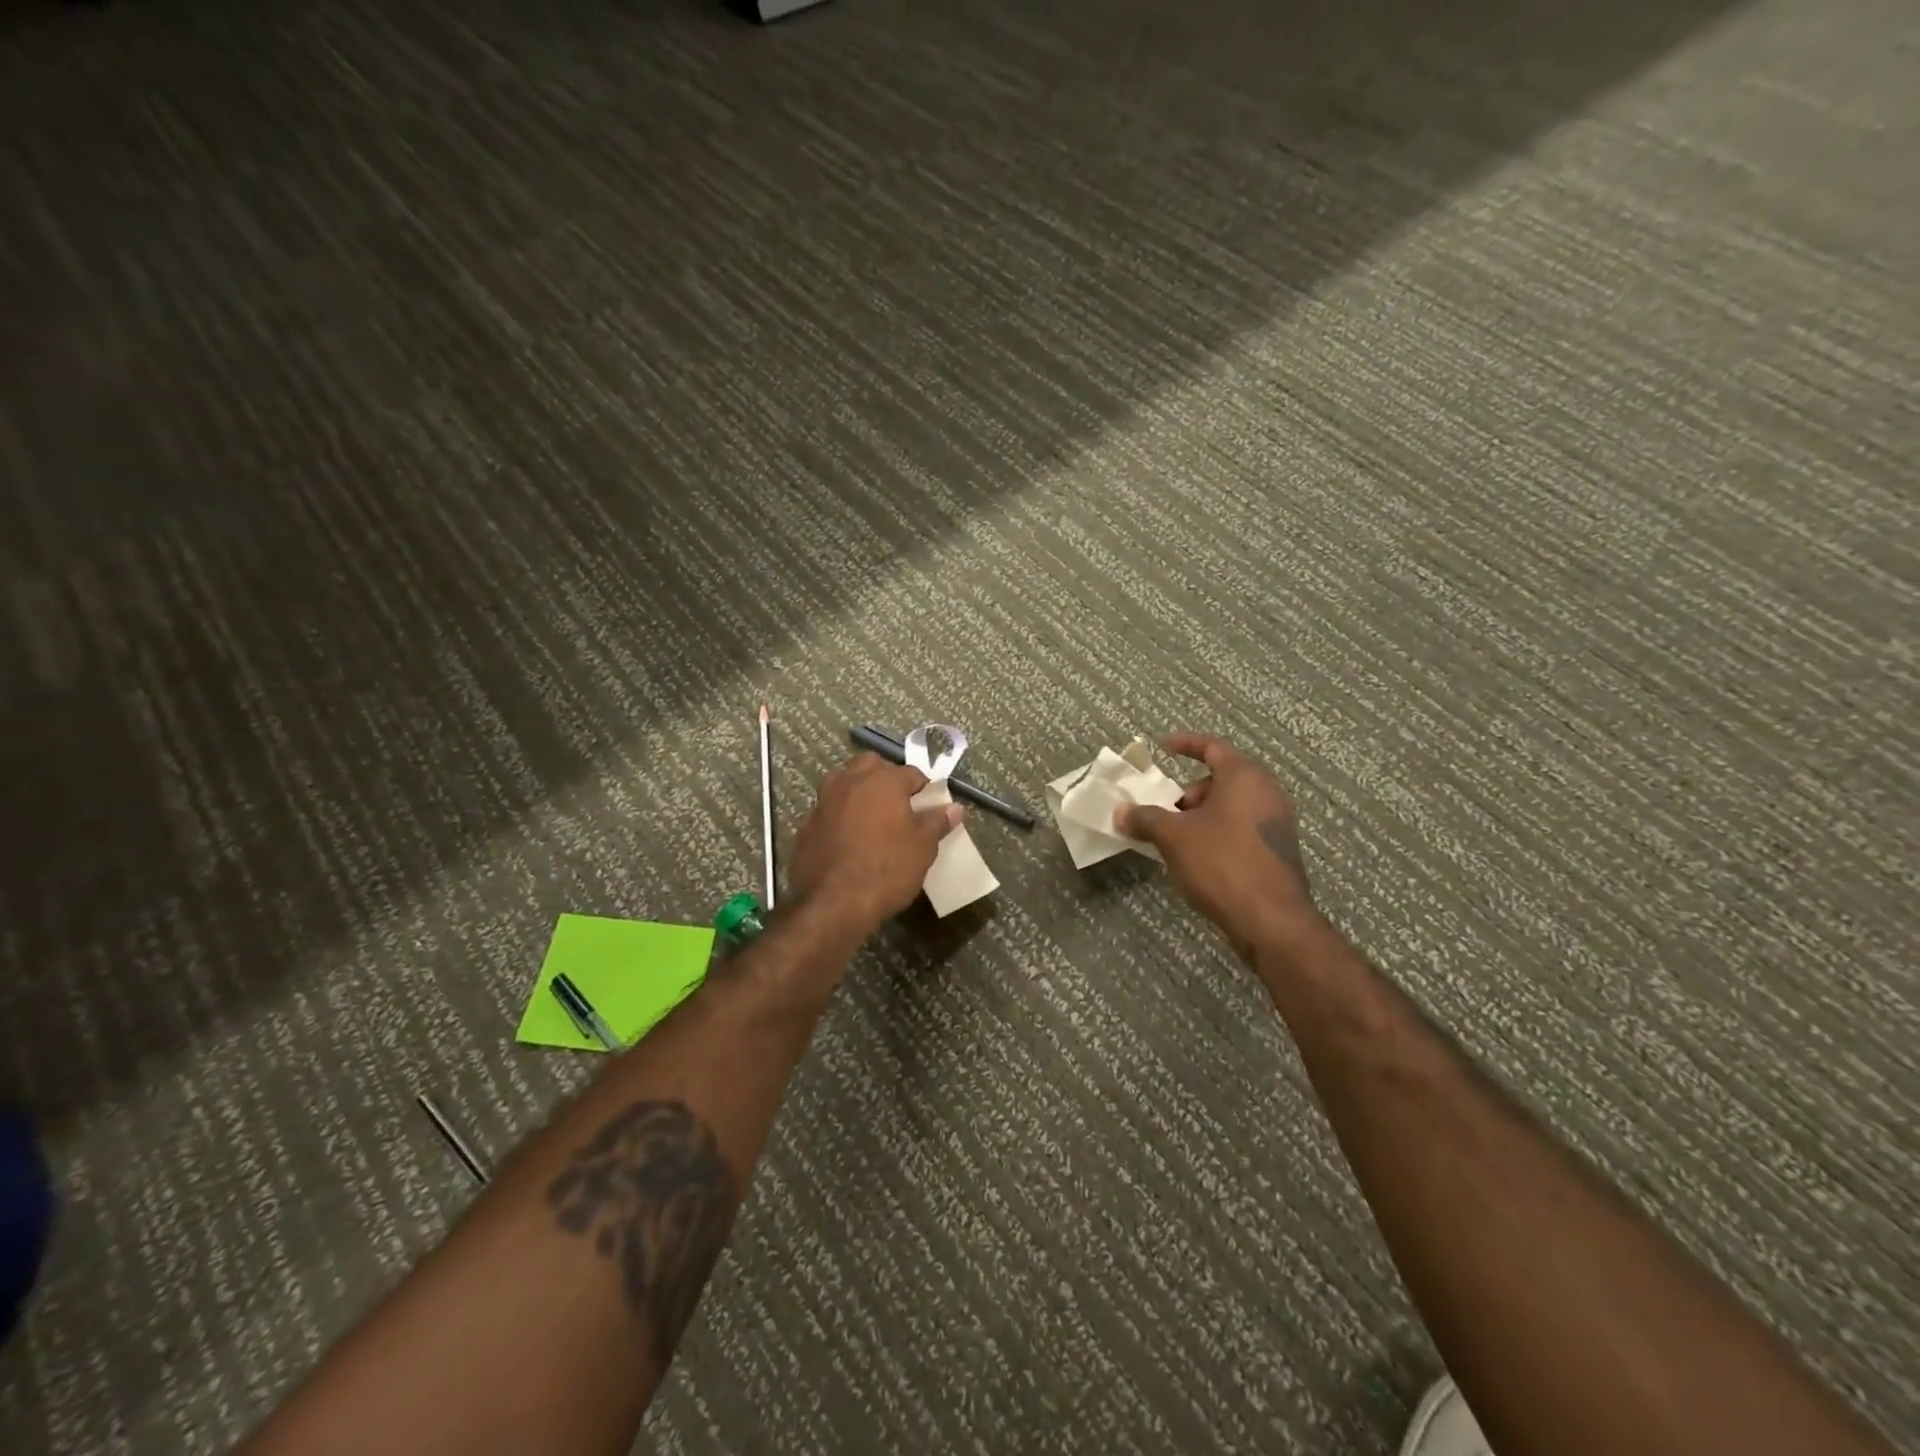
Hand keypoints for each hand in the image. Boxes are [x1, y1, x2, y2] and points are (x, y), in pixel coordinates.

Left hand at [787, 753, 962, 931]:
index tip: (929, 806)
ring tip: (872, 819)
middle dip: (886, 778)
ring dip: (858, 793)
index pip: (911, 773)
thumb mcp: (923, 847)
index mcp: (883, 780)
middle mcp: (850, 781)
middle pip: (871, 766)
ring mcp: (823, 802)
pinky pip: (828, 812)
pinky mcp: (805, 826)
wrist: (833, 904)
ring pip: (843, 784)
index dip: (923, 788)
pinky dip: (839, 818)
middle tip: (899, 805)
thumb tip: (954, 808)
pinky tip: (847, 841)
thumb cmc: (887, 868)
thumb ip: (937, 822)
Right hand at [1115, 733, 1319, 957]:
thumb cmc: (1221, 863)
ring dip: (1201, 815)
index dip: (1186, 744)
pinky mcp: (1278, 850)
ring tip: (1176, 839)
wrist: (1271, 920)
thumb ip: (1145, 818)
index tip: (1163, 747)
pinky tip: (1199, 859)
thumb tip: (1121, 811)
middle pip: (1221, 778)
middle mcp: (1266, 793)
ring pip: (1231, 806)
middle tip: (1164, 811)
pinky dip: (1218, 832)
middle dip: (1188, 792)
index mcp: (1244, 777)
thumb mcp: (1173, 838)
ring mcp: (1276, 822)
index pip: (1212, 747)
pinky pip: (1241, 828)